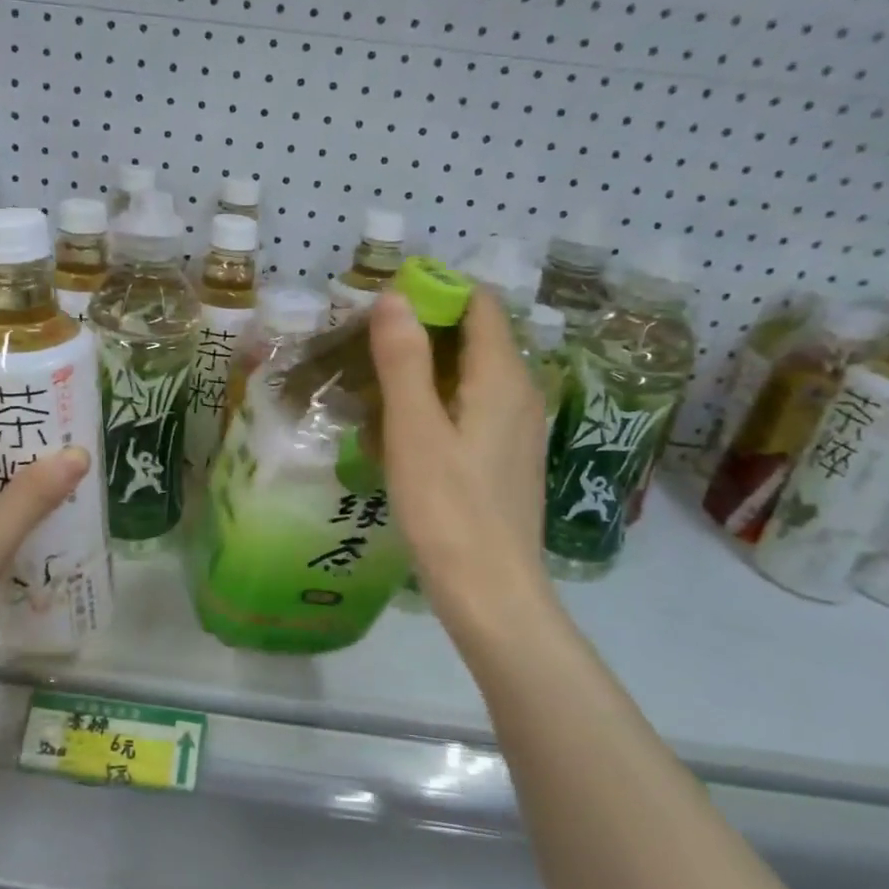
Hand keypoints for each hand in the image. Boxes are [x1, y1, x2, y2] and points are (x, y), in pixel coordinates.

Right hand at [369, 290, 557, 648]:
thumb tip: (395, 295)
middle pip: (474, 337)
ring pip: (470, 376)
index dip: (435, 294)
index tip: (384, 309)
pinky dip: (438, 404)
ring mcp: (517, 429)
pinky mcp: (506, 459)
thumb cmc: (448, 509)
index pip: (479, 304)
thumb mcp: (415, 430)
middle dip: (422, 333)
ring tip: (375, 389)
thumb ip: (404, 360)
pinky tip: (403, 433)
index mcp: (503, 377)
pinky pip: (472, 409)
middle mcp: (521, 393)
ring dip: (425, 371)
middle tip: (367, 349)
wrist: (491, 593)